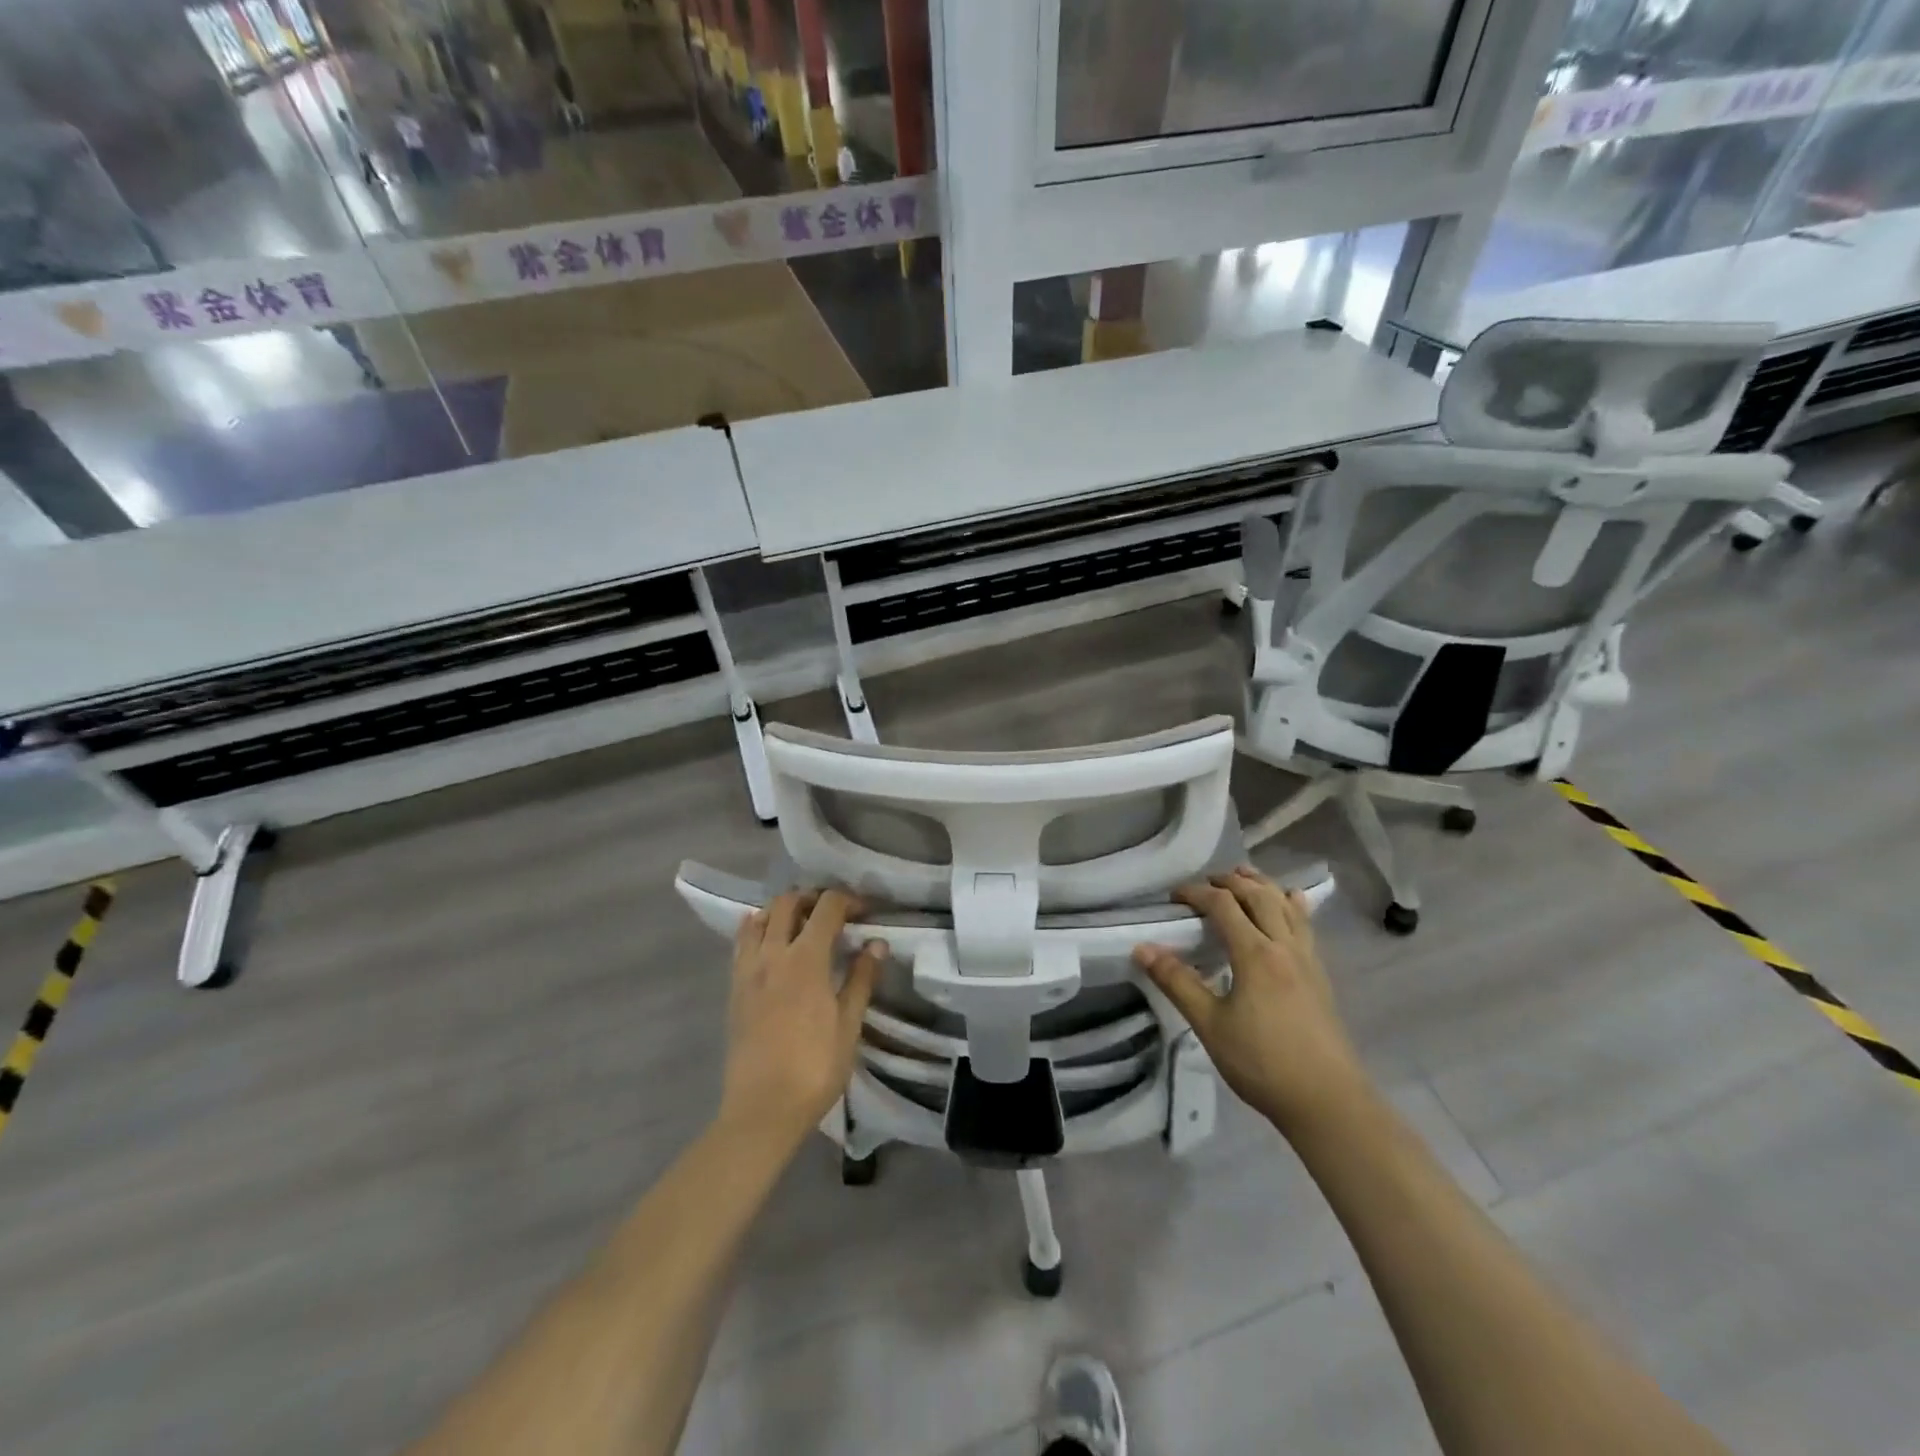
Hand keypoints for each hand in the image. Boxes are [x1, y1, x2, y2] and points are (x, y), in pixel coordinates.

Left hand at [719, 890, 886, 1150]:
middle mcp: (773, 954)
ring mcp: (748, 969)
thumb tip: (876, 943)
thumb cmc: (814, 1068)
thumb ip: (861, 978)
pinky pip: (742, 943)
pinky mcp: (734, 988)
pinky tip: (770, 942)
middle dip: (813, 898)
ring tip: (801, 926)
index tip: (864, 912)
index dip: (848, 900)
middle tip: (833, 915)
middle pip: (788, 902)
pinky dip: (757, 929)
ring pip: (760, 918)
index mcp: (806, 959)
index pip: (827, 907)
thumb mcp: (849, 1025)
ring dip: (782, 911)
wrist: (762, 1110)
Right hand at [1133, 867, 1368, 1139]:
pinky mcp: (1320, 976)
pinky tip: (1292, 903)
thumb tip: (1142, 949)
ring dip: (1262, 885)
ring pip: (1286, 906)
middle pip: (1258, 896)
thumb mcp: (1210, 1025)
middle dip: (1230, 882)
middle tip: (1206, 882)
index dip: (1197, 893)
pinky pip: (1306, 925)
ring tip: (1244, 876)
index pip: (1223, 906)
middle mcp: (1284, 946)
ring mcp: (1308, 960)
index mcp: (1256, 954)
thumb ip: (1177, 982)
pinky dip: (1292, 905)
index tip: (1174, 897)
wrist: (1327, 1101)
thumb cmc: (1262, 1063)